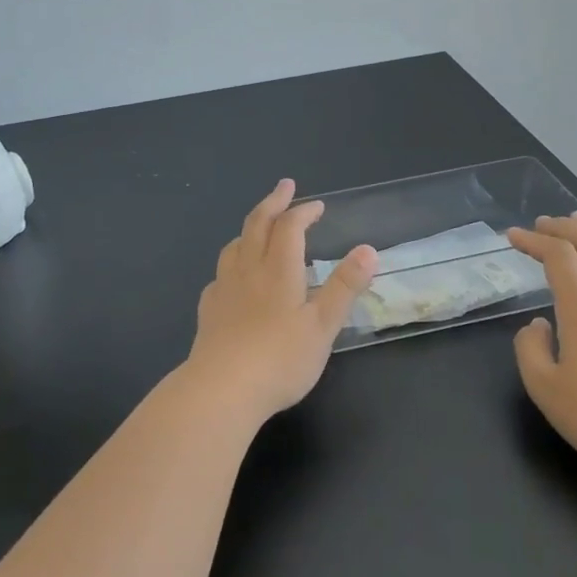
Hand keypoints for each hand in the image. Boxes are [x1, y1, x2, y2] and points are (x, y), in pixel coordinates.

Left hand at [185, 180, 376, 423]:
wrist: (222, 390)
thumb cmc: (280, 359)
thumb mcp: (323, 325)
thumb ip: (344, 286)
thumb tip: (368, 249)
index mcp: (278, 270)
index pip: (290, 226)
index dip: (304, 211)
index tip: (317, 205)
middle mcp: (248, 269)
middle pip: (257, 223)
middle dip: (273, 201)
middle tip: (284, 186)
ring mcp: (223, 288)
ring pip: (234, 245)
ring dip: (250, 228)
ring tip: (259, 226)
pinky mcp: (209, 310)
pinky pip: (220, 273)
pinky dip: (232, 262)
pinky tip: (234, 277)